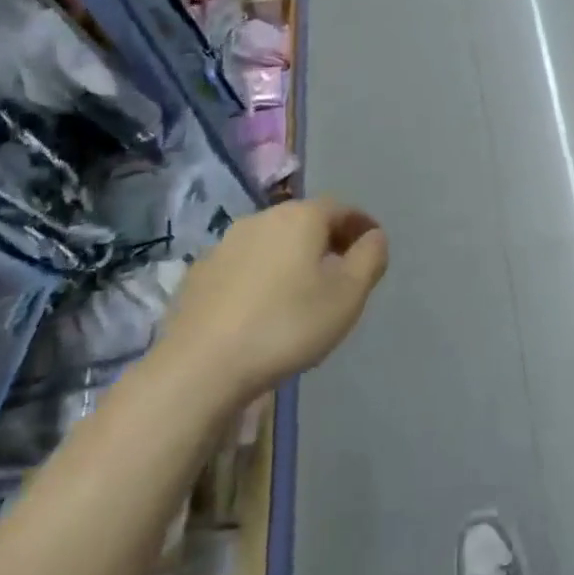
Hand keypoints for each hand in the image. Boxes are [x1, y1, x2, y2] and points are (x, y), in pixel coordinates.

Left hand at [160, 197, 388, 394]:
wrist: (201, 366)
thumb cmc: (287, 325)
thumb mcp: (347, 296)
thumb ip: (369, 258)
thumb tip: (374, 236)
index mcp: (300, 217)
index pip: (341, 207)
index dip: (361, 224)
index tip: (373, 247)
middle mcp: (261, 219)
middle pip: (304, 220)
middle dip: (328, 239)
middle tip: (343, 267)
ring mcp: (224, 245)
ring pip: (272, 241)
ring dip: (293, 256)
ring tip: (304, 289)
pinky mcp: (199, 274)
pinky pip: (244, 264)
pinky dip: (262, 275)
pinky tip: (263, 305)